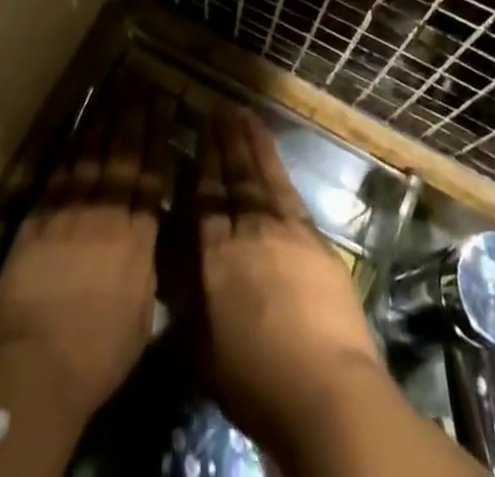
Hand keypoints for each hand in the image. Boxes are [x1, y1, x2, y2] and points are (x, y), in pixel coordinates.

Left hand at [0, 77, 173, 421]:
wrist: (39, 365)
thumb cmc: (99, 354)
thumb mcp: (143, 313)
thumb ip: (147, 266)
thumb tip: (149, 236)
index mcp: (138, 237)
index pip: (150, 173)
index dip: (158, 134)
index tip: (165, 102)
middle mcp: (106, 212)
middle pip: (123, 153)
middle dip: (135, 113)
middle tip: (143, 80)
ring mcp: (70, 211)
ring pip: (91, 153)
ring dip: (105, 118)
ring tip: (116, 88)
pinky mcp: (38, 218)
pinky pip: (59, 172)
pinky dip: (71, 145)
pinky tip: (79, 125)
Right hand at [193, 108, 386, 453]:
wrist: (324, 387)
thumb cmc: (256, 383)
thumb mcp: (201, 351)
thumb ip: (184, 303)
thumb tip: (170, 266)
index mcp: (214, 258)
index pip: (203, 200)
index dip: (200, 165)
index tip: (196, 134)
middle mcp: (247, 231)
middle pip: (233, 177)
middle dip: (225, 141)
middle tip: (219, 108)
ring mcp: (285, 230)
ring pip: (263, 175)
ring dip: (252, 142)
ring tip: (244, 114)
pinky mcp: (315, 239)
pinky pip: (289, 191)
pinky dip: (278, 167)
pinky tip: (273, 156)